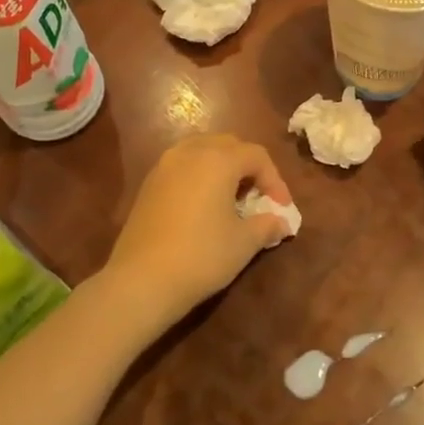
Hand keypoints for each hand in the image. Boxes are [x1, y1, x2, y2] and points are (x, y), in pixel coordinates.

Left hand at [101, 133, 294, 336]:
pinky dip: (199, 175)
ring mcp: (165, 165)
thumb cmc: (201, 256)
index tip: (281, 207)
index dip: (275, 179)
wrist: (142, 279)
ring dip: (222, 167)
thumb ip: (267, 225)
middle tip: (259, 195)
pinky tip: (204, 204)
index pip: (256, 155)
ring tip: (232, 197)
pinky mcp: (148, 183)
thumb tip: (281, 222)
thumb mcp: (243, 243)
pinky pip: (182, 165)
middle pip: (228, 145)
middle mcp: (190, 152)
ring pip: (202, 150)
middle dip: (249, 166)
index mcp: (218, 159)